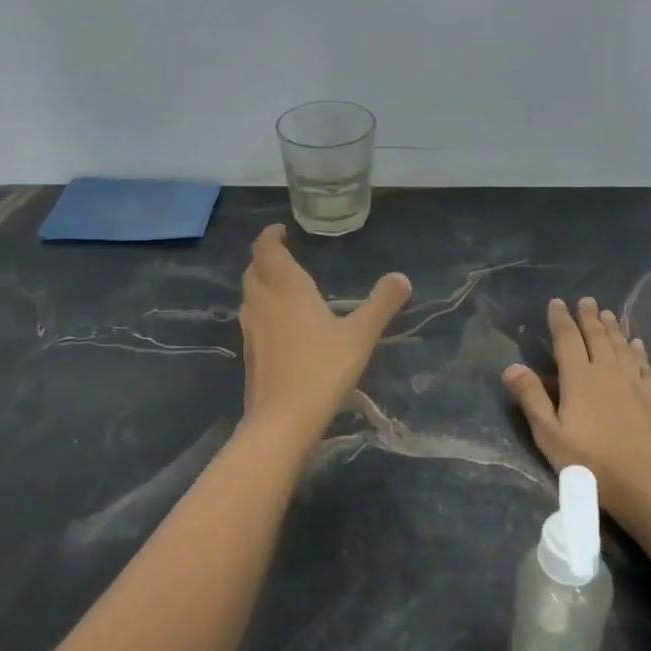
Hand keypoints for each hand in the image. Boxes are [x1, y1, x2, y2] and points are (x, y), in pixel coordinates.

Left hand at [238, 224, 411, 450]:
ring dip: (261, 284)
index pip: (267, 250)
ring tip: (282, 287)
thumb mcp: (360, 335)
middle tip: (283, 256)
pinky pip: (252, 320)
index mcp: (287, 288)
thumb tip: (402, 278)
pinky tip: (280, 327)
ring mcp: (251, 330)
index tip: (280, 230)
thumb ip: (381, 304)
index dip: (270, 236)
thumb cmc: (322, 369)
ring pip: (250, 296)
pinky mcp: (249, 355)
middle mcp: (263, 302)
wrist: (282, 420)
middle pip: (254, 270)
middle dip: (265, 258)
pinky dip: (262, 311)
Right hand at [504, 297, 650, 527]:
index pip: (567, 340)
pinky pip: (644, 363)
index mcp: (579, 378)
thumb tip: (511, 366)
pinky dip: (638, 350)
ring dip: (613, 328)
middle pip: (597, 337)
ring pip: (622, 346)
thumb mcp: (551, 437)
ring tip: (608, 313)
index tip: (557, 302)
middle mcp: (608, 371)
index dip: (561, 320)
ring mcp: (636, 382)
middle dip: (589, 317)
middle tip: (586, 300)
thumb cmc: (594, 464)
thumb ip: (532, 399)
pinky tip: (637, 344)